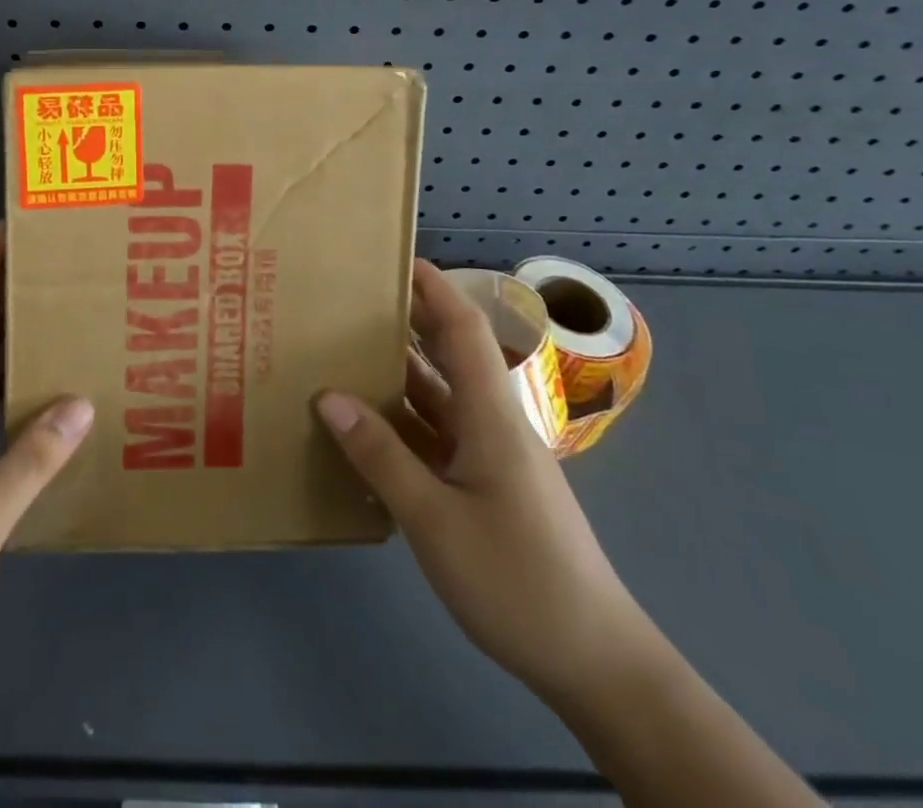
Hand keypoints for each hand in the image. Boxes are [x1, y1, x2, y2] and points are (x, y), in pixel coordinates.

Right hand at [316, 260, 654, 704]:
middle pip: (449, 355)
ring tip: (342, 352)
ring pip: (439, 398)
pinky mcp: (485, 487)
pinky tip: (365, 427)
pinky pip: (436, 437)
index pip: (464, 330)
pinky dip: (402, 422)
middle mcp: (492, 425)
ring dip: (397, 373)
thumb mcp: (435, 520)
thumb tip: (327, 396)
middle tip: (348, 301)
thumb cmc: (518, 581)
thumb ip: (381, 456)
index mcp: (490, 417)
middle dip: (406, 321)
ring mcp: (490, 458)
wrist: (595, 664)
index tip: (392, 258)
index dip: (433, 288)